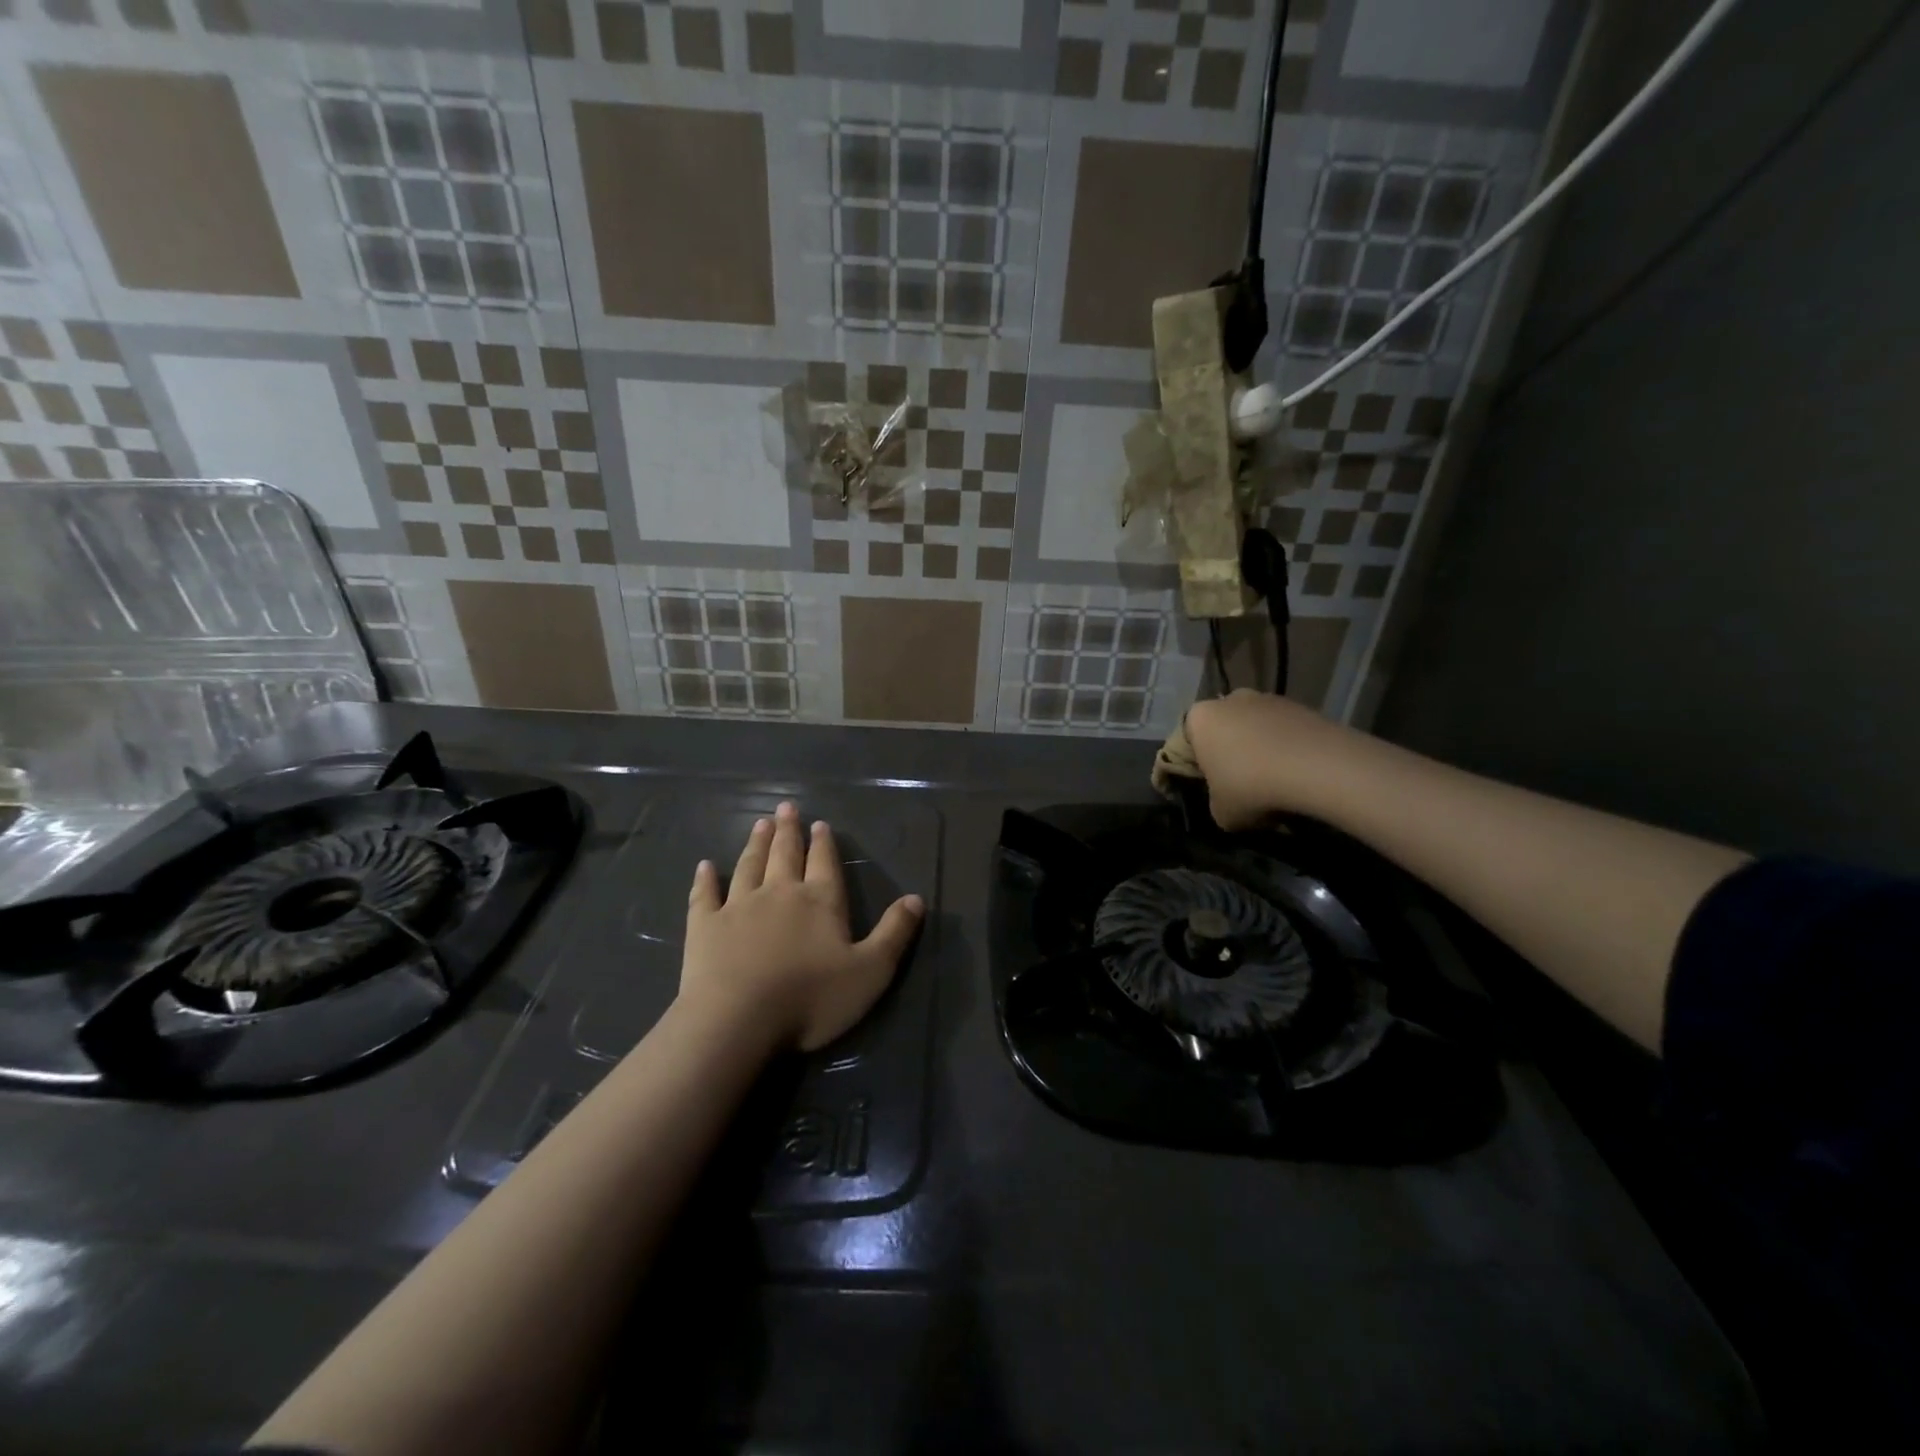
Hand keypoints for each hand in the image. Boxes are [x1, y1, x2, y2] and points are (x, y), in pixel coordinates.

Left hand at [679, 801, 924, 1051]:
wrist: (738, 1021)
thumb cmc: (810, 999)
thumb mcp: (870, 971)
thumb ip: (894, 933)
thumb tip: (916, 898)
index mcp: (820, 901)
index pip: (824, 863)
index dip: (823, 843)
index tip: (820, 824)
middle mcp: (780, 893)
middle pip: (785, 854)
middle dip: (788, 831)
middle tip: (785, 808)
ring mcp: (738, 906)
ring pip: (749, 866)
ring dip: (756, 844)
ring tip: (759, 824)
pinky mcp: (705, 926)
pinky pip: (705, 895)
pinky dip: (705, 879)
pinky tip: (704, 866)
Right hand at [1184, 689, 1351, 830]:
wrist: (1317, 767)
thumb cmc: (1251, 786)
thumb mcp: (1220, 812)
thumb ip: (1215, 801)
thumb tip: (1227, 799)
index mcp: (1198, 718)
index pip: (1184, 744)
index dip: (1191, 769)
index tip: (1202, 788)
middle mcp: (1229, 700)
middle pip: (1221, 730)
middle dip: (1226, 753)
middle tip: (1236, 784)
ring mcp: (1268, 698)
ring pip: (1254, 728)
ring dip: (1257, 749)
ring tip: (1271, 781)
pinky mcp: (1301, 705)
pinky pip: (1283, 731)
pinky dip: (1285, 748)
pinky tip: (1295, 774)